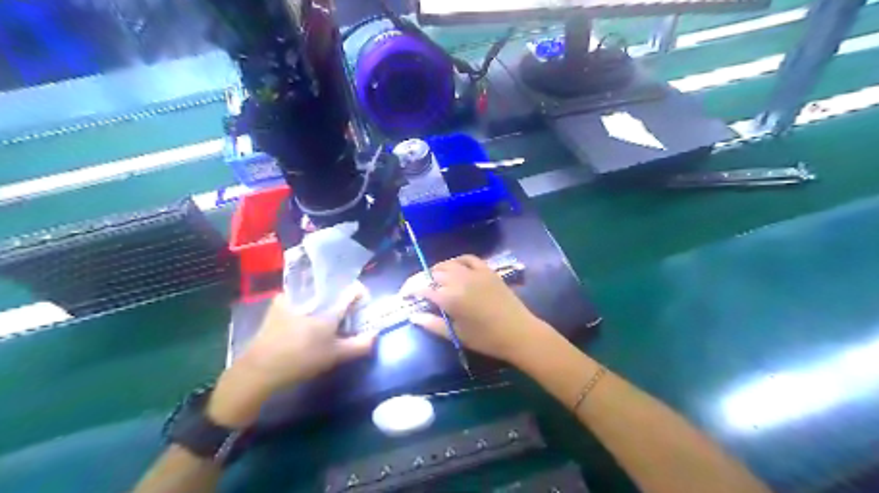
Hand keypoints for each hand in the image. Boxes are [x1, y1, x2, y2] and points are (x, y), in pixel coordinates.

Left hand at [236, 287, 375, 389]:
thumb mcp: (334, 356)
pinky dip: (306, 305)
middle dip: (340, 299)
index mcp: (327, 308)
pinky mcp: (277, 306)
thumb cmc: (301, 360)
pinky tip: (305, 319)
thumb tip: (374, 335)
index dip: (360, 294)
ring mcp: (291, 299)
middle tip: (343, 314)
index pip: (351, 291)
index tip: (363, 303)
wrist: (259, 369)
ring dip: (322, 301)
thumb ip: (359, 346)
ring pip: (315, 293)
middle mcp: (311, 297)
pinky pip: (299, 298)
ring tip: (324, 318)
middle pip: (332, 290)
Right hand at [402, 256, 546, 363]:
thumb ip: (432, 324)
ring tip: (434, 280)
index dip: (411, 290)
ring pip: (448, 264)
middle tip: (419, 291)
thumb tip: (413, 316)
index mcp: (450, 298)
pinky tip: (454, 267)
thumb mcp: (457, 334)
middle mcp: (460, 280)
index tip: (405, 296)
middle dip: (423, 281)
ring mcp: (475, 273)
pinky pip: (468, 258)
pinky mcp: (487, 270)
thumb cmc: (486, 339)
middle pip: (434, 274)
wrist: (518, 332)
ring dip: (437, 270)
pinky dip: (457, 261)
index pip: (423, 288)